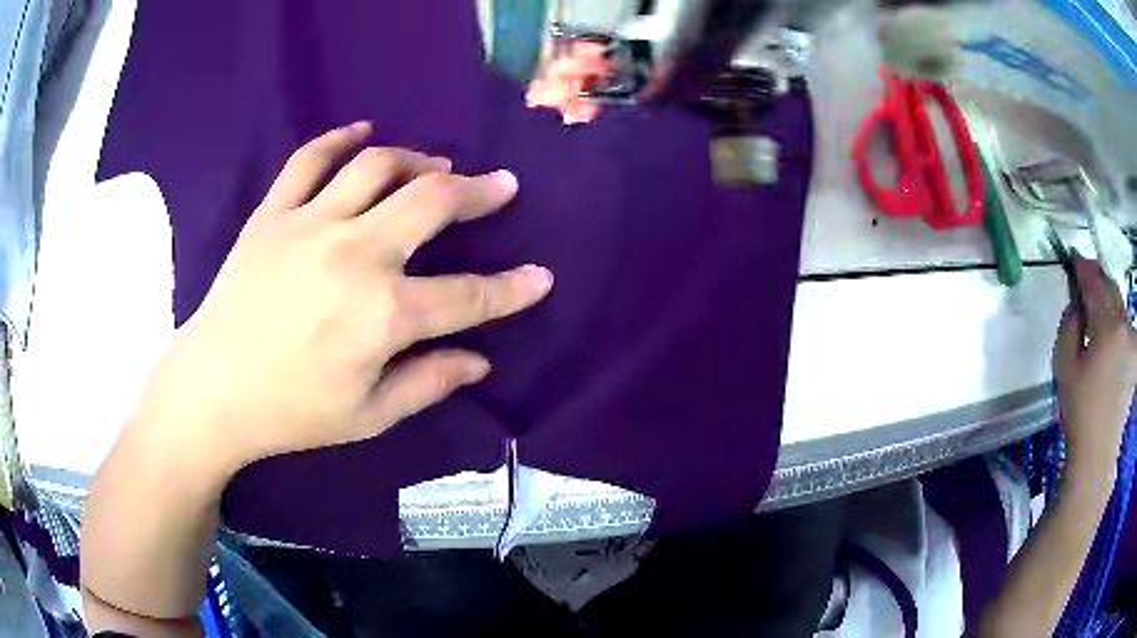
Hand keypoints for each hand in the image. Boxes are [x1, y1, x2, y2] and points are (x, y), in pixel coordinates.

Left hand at [132, 122, 552, 474]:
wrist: (213, 391)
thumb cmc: (291, 412)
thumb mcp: (368, 416)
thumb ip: (428, 383)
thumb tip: (479, 362)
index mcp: (383, 315)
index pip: (467, 297)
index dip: (512, 290)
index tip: (541, 277)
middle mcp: (355, 255)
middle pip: (431, 202)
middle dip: (478, 193)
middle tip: (500, 186)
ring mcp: (310, 225)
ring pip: (377, 166)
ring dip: (418, 161)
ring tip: (437, 167)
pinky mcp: (273, 214)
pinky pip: (310, 159)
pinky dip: (340, 138)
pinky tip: (364, 132)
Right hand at [1055, 258, 1136, 487]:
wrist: (1098, 452)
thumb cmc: (1080, 411)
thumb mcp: (1065, 366)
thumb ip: (1069, 325)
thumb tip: (1076, 305)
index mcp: (1108, 327)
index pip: (1095, 283)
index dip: (1083, 267)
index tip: (1073, 257)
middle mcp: (1125, 326)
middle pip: (1111, 289)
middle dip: (1098, 278)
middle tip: (1084, 273)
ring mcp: (1132, 341)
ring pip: (1120, 305)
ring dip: (1108, 298)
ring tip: (1096, 301)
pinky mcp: (1135, 356)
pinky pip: (1126, 324)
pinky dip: (1117, 318)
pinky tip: (1109, 327)